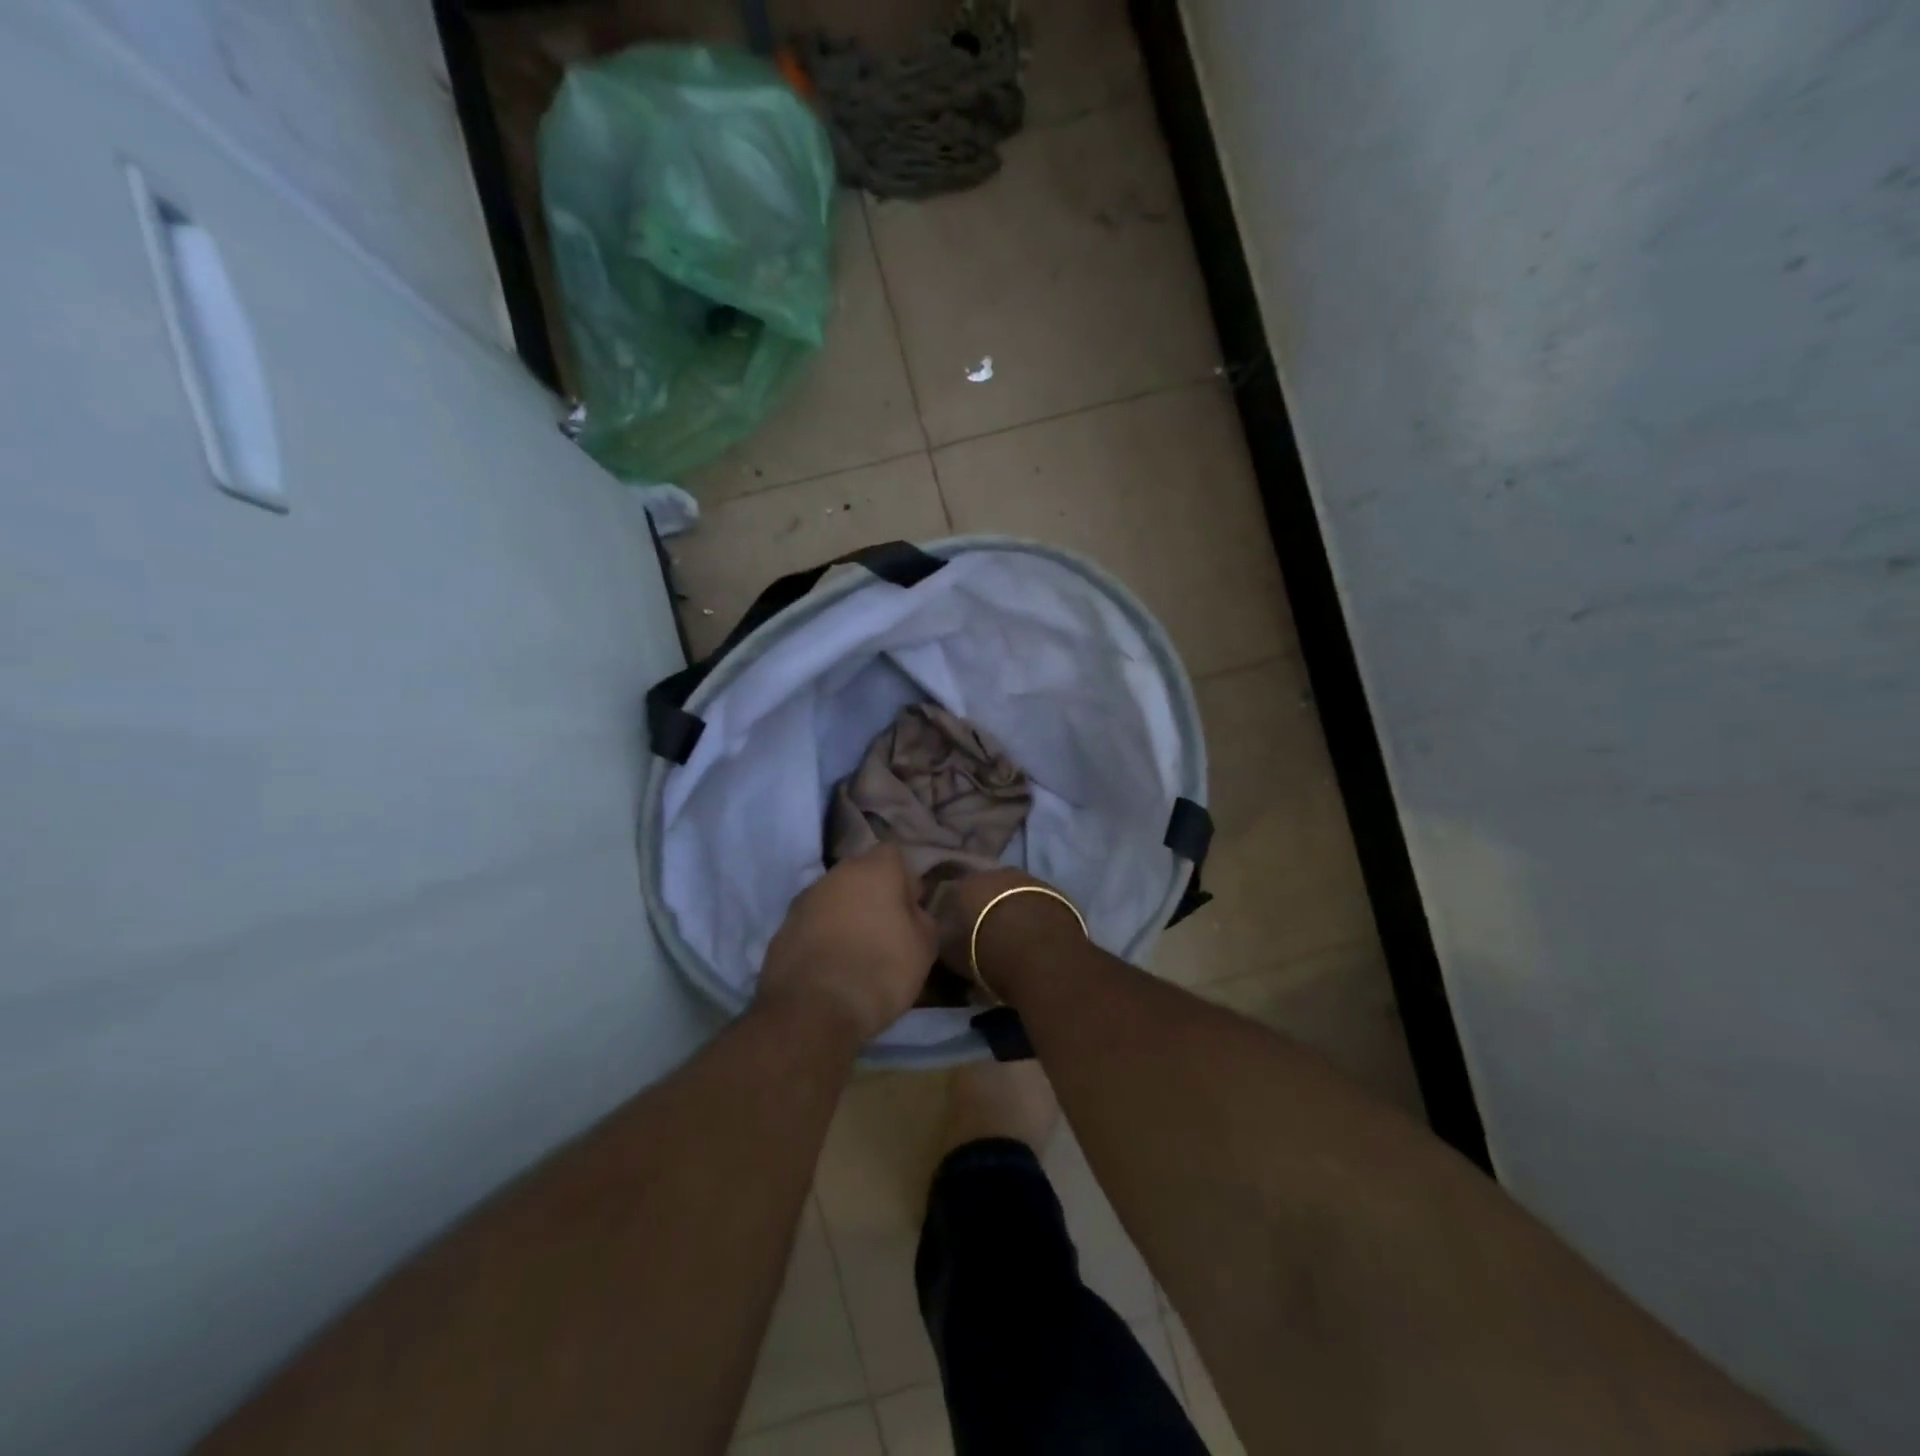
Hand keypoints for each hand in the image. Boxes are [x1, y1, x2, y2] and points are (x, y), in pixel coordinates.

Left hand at [758, 845, 938, 1042]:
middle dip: (873, 896)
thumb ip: (922, 919)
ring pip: (833, 899)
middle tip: (886, 931)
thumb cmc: (881, 970)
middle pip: (860, 875)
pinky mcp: (782, 929)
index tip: (911, 911)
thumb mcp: (924, 948)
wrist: (813, 1009)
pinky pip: (812, 925)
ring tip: (857, 953)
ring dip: (845, 916)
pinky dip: (822, 938)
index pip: (893, 856)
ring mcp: (804, 900)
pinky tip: (831, 967)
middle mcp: (836, 874)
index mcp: (874, 868)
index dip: (904, 881)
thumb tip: (912, 912)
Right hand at [928, 868, 1079, 994]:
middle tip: (987, 931)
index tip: (957, 930)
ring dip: (1013, 907)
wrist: (1041, 952)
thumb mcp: (953, 955)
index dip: (955, 913)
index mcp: (965, 884)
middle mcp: (995, 873)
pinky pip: (1037, 902)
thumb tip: (946, 936)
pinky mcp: (1055, 891)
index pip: (953, 894)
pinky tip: (1036, 934)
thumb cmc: (987, 952)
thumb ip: (947, 940)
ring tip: (1014, 934)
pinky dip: (1034, 914)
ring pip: (1014, 892)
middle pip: (987, 888)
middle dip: (986, 906)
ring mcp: (1028, 878)